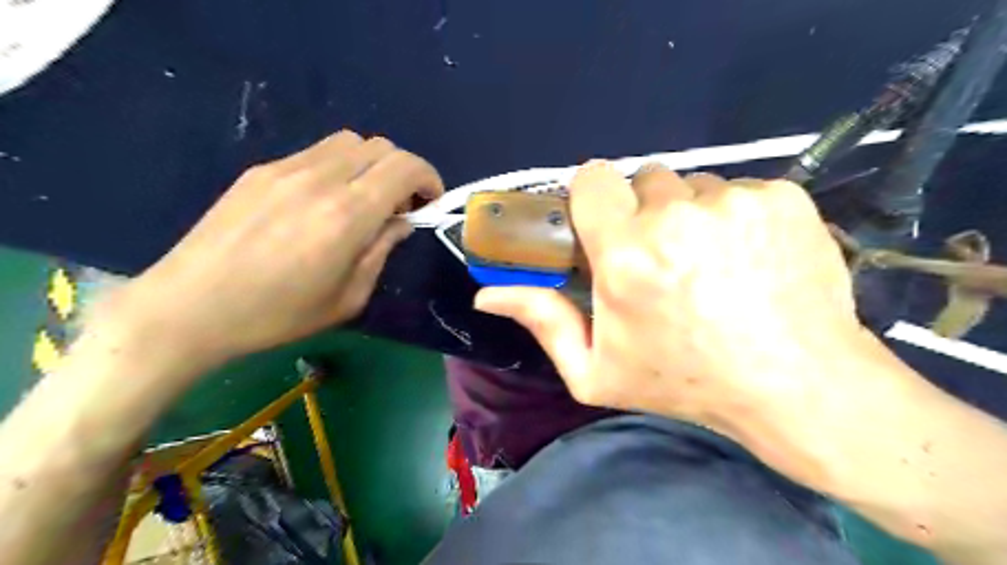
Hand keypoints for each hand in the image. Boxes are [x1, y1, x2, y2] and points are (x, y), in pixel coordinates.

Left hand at [113, 129, 441, 366]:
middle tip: (398, 208)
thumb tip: (401, 223)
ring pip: (349, 142)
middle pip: (380, 146)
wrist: (189, 308)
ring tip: (362, 202)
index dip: (429, 178)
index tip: (430, 203)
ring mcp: (286, 168)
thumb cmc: (277, 315)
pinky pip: (316, 154)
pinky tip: (322, 203)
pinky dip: (338, 168)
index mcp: (347, 214)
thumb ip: (382, 252)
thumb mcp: (348, 297)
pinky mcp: (261, 171)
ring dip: (370, 166)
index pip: (405, 167)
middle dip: (402, 172)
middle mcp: (320, 179)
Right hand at [476, 163, 861, 431]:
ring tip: (710, 262)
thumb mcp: (597, 370)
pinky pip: (741, 189)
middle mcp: (676, 216)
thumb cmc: (685, 382)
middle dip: (645, 211)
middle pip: (645, 179)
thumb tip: (486, 295)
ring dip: (692, 214)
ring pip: (695, 185)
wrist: (797, 385)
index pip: (593, 178)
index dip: (596, 198)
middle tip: (663, 257)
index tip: (606, 226)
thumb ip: (542, 322)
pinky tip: (749, 257)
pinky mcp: (783, 197)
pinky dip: (737, 215)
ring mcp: (735, 201)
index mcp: (626, 255)